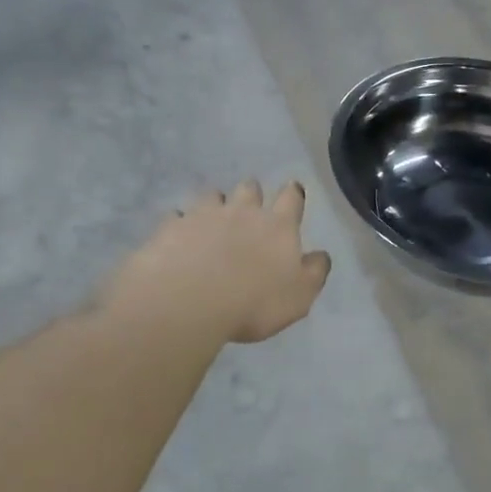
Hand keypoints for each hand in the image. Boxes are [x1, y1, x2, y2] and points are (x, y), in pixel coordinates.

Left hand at [109, 180, 331, 344]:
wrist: (187, 303)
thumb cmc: (254, 302)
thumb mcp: (299, 297)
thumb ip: (314, 273)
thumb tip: (320, 255)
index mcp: (278, 226)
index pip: (291, 198)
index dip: (293, 194)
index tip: (293, 192)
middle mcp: (242, 212)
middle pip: (250, 189)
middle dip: (252, 194)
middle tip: (250, 209)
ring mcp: (202, 216)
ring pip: (212, 196)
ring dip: (215, 205)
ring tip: (212, 222)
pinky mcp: (170, 228)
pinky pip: (176, 218)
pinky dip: (180, 225)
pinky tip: (179, 239)